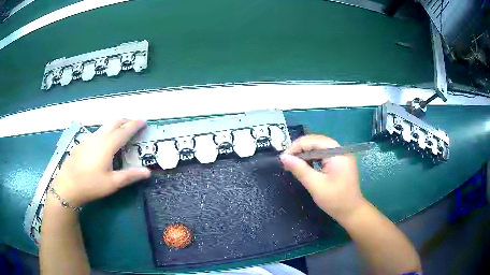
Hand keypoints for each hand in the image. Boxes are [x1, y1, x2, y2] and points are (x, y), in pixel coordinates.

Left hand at [51, 120, 150, 206]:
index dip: (135, 125)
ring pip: (105, 126)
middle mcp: (99, 137)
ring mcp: (89, 138)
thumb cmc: (91, 185)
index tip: (144, 122)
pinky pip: (98, 132)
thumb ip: (130, 176)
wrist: (67, 185)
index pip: (125, 130)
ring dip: (116, 125)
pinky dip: (107, 132)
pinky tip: (105, 144)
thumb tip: (148, 171)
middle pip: (115, 122)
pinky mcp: (83, 143)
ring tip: (122, 133)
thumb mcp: (112, 183)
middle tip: (135, 125)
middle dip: (126, 121)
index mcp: (108, 144)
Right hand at [280, 135, 365, 221]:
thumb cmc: (335, 200)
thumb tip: (283, 157)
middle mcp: (341, 150)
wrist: (352, 212)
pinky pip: (324, 155)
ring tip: (293, 163)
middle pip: (317, 142)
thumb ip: (300, 169)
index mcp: (338, 153)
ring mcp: (341, 156)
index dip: (297, 146)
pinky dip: (313, 159)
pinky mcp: (340, 162)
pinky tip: (305, 166)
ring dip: (305, 154)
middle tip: (286, 161)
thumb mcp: (316, 185)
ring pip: (319, 147)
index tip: (284, 158)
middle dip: (300, 149)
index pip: (314, 141)